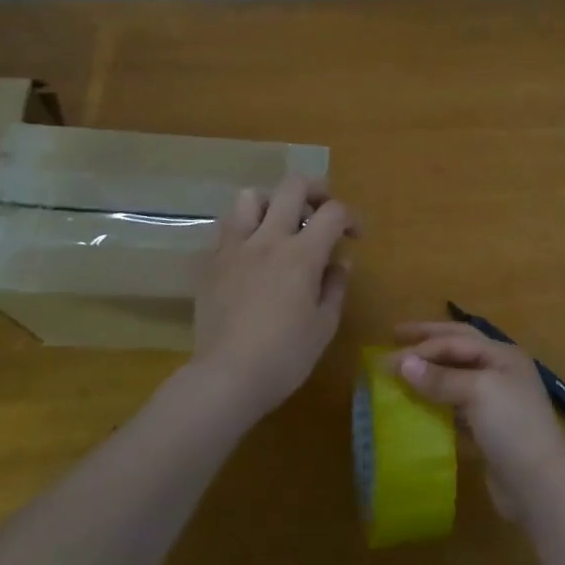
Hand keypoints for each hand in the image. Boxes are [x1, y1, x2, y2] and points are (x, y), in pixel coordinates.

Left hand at [192, 175, 356, 422]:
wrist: (226, 378)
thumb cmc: (285, 356)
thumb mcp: (324, 325)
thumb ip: (334, 287)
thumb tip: (338, 263)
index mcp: (302, 254)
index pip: (333, 212)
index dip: (350, 218)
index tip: (354, 238)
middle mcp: (268, 239)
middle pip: (292, 186)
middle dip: (315, 191)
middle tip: (321, 213)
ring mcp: (234, 247)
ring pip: (250, 196)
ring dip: (271, 204)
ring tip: (279, 227)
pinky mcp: (210, 262)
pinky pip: (226, 228)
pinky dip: (244, 230)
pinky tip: (251, 255)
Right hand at [390, 322, 564, 520]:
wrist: (538, 484)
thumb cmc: (511, 426)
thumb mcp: (477, 392)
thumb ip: (440, 378)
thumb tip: (403, 364)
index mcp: (502, 355)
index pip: (456, 340)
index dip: (422, 346)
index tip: (386, 357)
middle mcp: (500, 372)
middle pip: (458, 349)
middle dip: (427, 341)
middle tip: (395, 335)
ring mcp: (496, 402)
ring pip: (456, 378)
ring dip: (429, 373)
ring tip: (402, 372)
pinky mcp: (488, 431)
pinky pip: (456, 407)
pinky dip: (436, 403)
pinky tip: (417, 407)